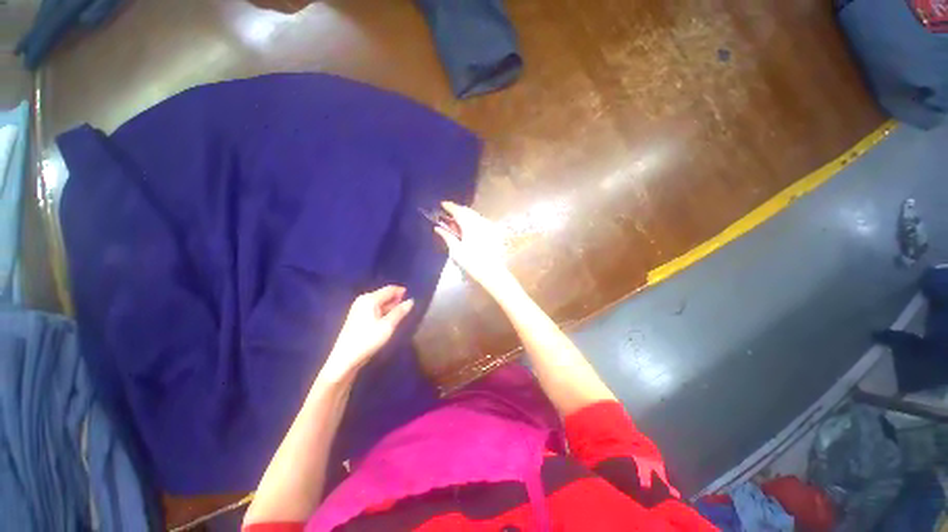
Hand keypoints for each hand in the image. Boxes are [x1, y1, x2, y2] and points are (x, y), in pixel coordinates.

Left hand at [319, 286, 413, 383]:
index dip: (401, 291)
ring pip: (379, 302)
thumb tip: (411, 301)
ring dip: (390, 305)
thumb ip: (400, 312)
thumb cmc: (368, 340)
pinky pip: (374, 308)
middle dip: (396, 298)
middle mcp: (363, 300)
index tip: (412, 295)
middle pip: (384, 294)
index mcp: (370, 299)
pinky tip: (389, 318)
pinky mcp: (357, 317)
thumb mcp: (388, 326)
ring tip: (401, 312)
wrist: (345, 359)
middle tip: (408, 305)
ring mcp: (358, 308)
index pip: (389, 289)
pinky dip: (383, 311)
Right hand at [435, 201, 515, 295]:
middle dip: (457, 210)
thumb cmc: (472, 262)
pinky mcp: (492, 232)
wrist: (492, 273)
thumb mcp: (456, 250)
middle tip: (447, 213)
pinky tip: (467, 228)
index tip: (442, 204)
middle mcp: (479, 222)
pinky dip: (471, 220)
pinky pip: (479, 221)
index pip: (458, 211)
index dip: (449, 206)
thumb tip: (438, 228)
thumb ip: (447, 237)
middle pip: (467, 211)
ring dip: (465, 215)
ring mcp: (487, 226)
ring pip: (474, 215)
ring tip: (456, 221)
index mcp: (469, 224)